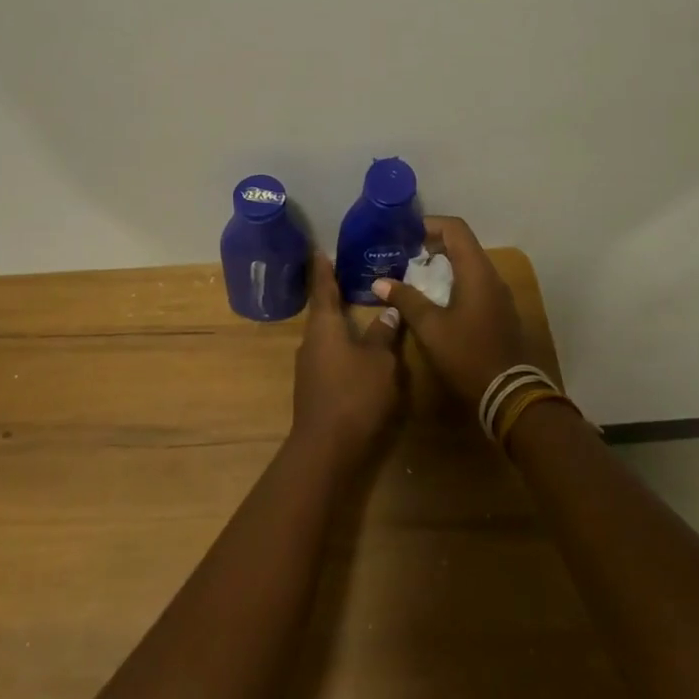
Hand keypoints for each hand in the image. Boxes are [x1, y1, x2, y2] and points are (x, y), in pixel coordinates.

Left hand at [290, 253, 401, 469]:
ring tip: (359, 311)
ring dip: (340, 324)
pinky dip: (342, 346)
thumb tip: (388, 311)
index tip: (320, 251)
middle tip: (350, 277)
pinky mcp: (314, 388)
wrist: (326, 448)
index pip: (323, 289)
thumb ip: (383, 334)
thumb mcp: (380, 361)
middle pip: (322, 312)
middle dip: (335, 296)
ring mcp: (309, 366)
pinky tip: (357, 350)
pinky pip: (329, 355)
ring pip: (326, 336)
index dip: (323, 270)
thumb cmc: (355, 394)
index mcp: (323, 326)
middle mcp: (311, 341)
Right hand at [371, 216, 543, 409]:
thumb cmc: (467, 354)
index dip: (429, 224)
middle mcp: (491, 275)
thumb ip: (405, 299)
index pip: (455, 228)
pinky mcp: (499, 311)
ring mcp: (498, 294)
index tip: (404, 233)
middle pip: (462, 244)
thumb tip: (379, 282)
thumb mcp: (430, 327)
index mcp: (476, 271)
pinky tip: (434, 298)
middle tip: (403, 254)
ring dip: (442, 264)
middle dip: (432, 244)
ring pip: (468, 264)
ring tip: (413, 275)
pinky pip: (474, 283)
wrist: (508, 394)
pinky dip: (453, 280)